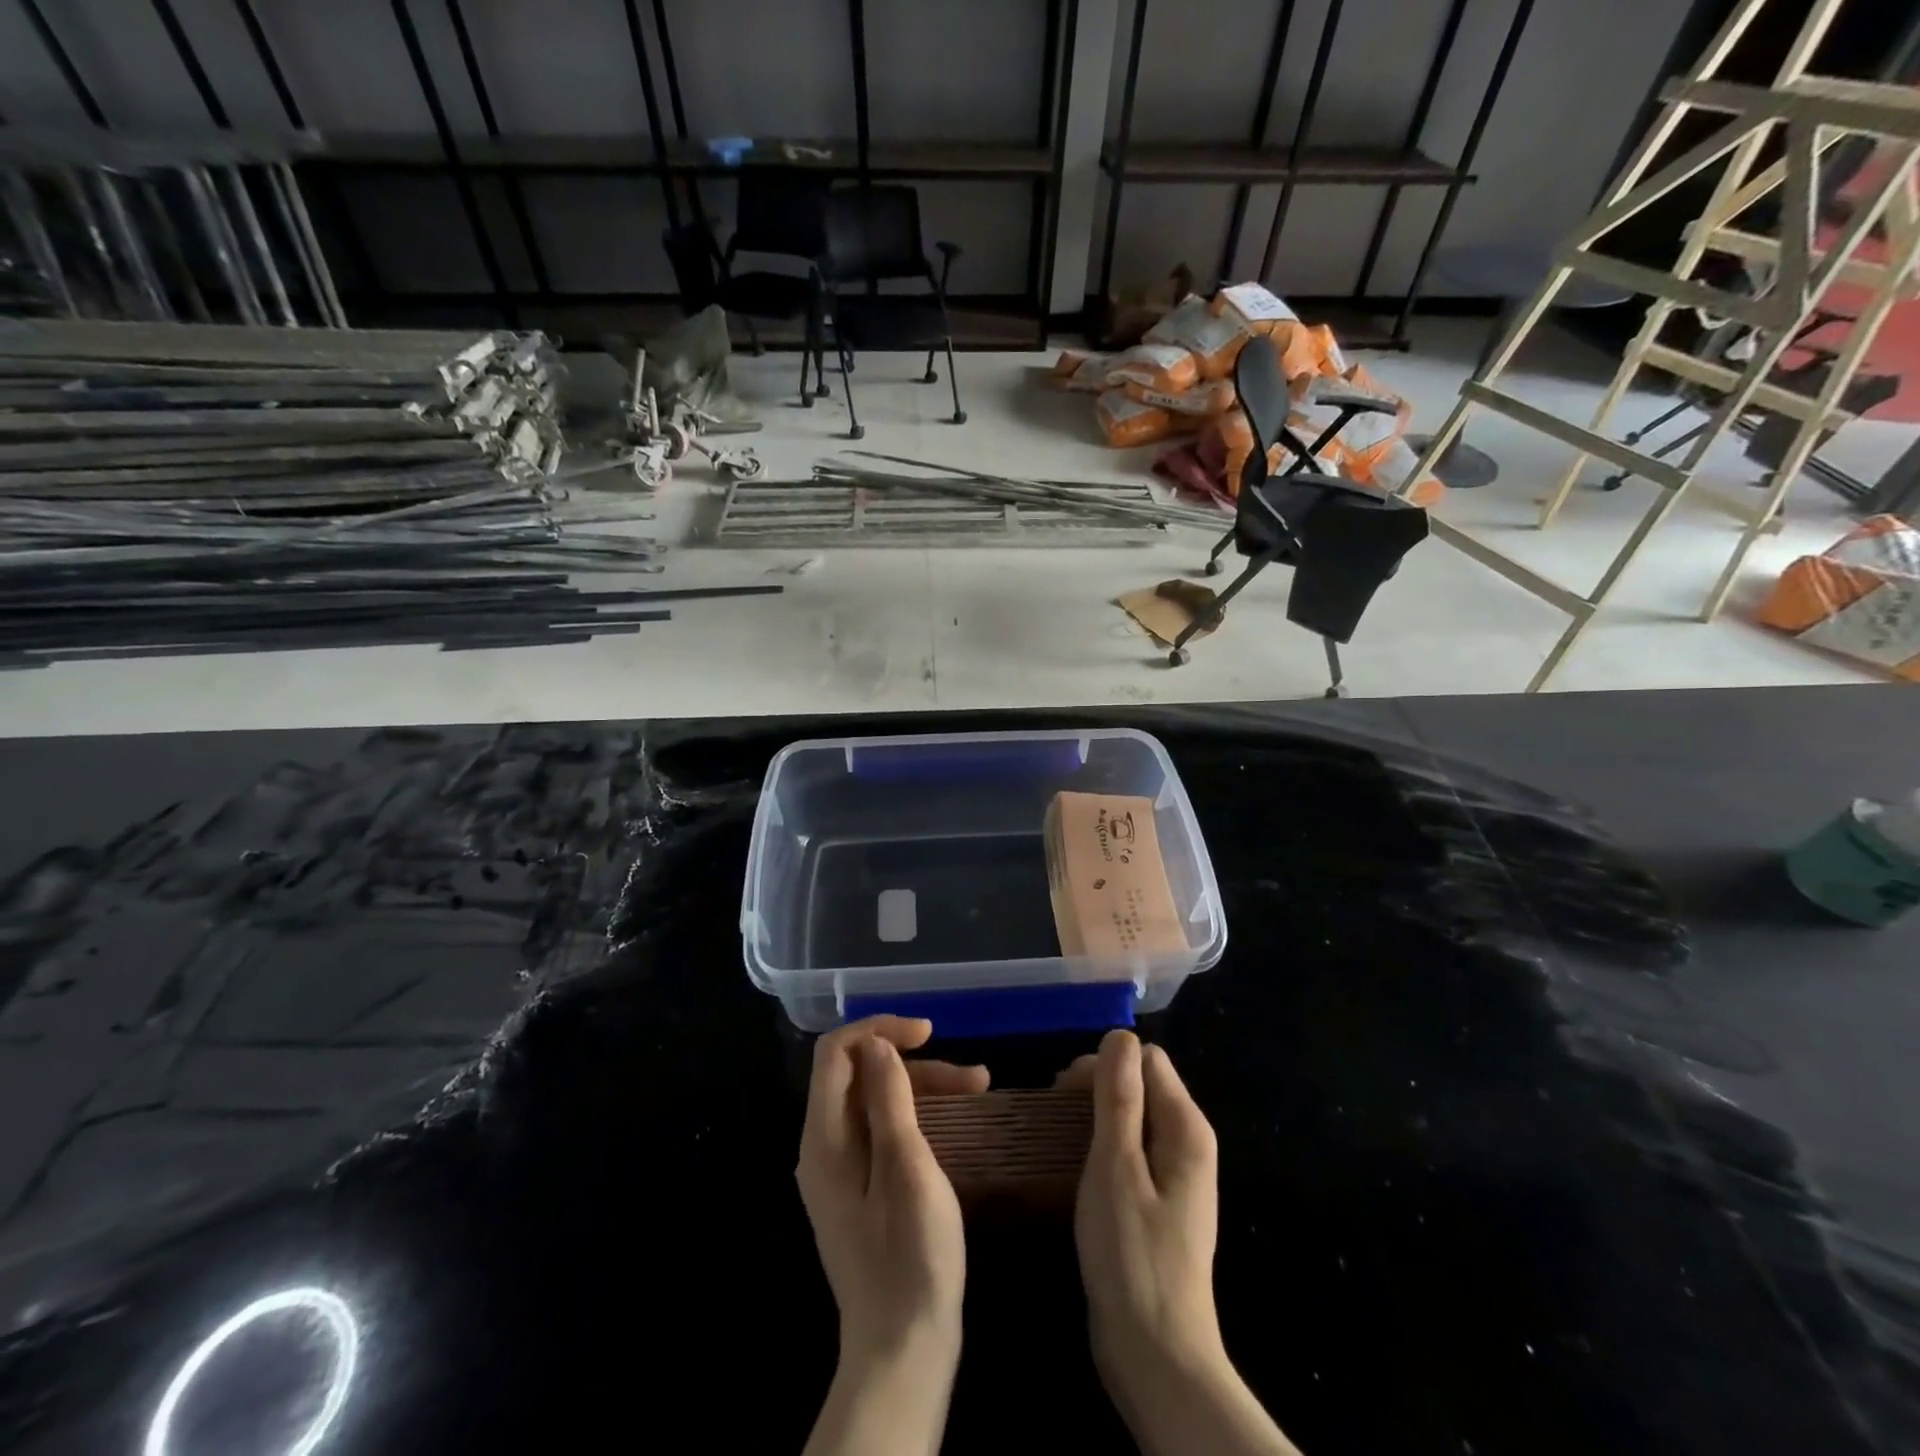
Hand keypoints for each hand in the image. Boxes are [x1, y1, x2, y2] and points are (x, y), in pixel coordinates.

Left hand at [797, 1013, 984, 1360]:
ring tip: (979, 1089)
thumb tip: (876, 1043)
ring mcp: (840, 1170)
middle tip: (971, 1077)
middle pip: (859, 1075)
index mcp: (824, 1139)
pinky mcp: (860, 1189)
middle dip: (913, 1063)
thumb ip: (888, 1099)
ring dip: (923, 1087)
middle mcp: (823, 1147)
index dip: (879, 1029)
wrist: (903, 1351)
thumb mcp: (907, 1168)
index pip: (835, 1053)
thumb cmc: (911, 1258)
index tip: (929, 1033)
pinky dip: (917, 1115)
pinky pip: (882, 1129)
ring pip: (875, 1101)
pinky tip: (956, 1120)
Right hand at [1063, 1030, 1222, 1380]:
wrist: (1156, 1355)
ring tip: (1059, 1137)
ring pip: (1134, 1117)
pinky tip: (1077, 1166)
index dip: (1105, 1064)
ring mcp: (1176, 1175)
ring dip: (1096, 1116)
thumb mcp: (1116, 1166)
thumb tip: (1120, 1035)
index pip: (1147, 1059)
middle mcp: (1188, 1142)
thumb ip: (1120, 1096)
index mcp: (1185, 1127)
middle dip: (1097, 1087)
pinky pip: (1132, 1150)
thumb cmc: (1132, 1254)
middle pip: (1142, 1084)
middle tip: (1054, 1113)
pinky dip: (1104, 1146)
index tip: (1064, 1091)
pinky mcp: (1160, 1202)